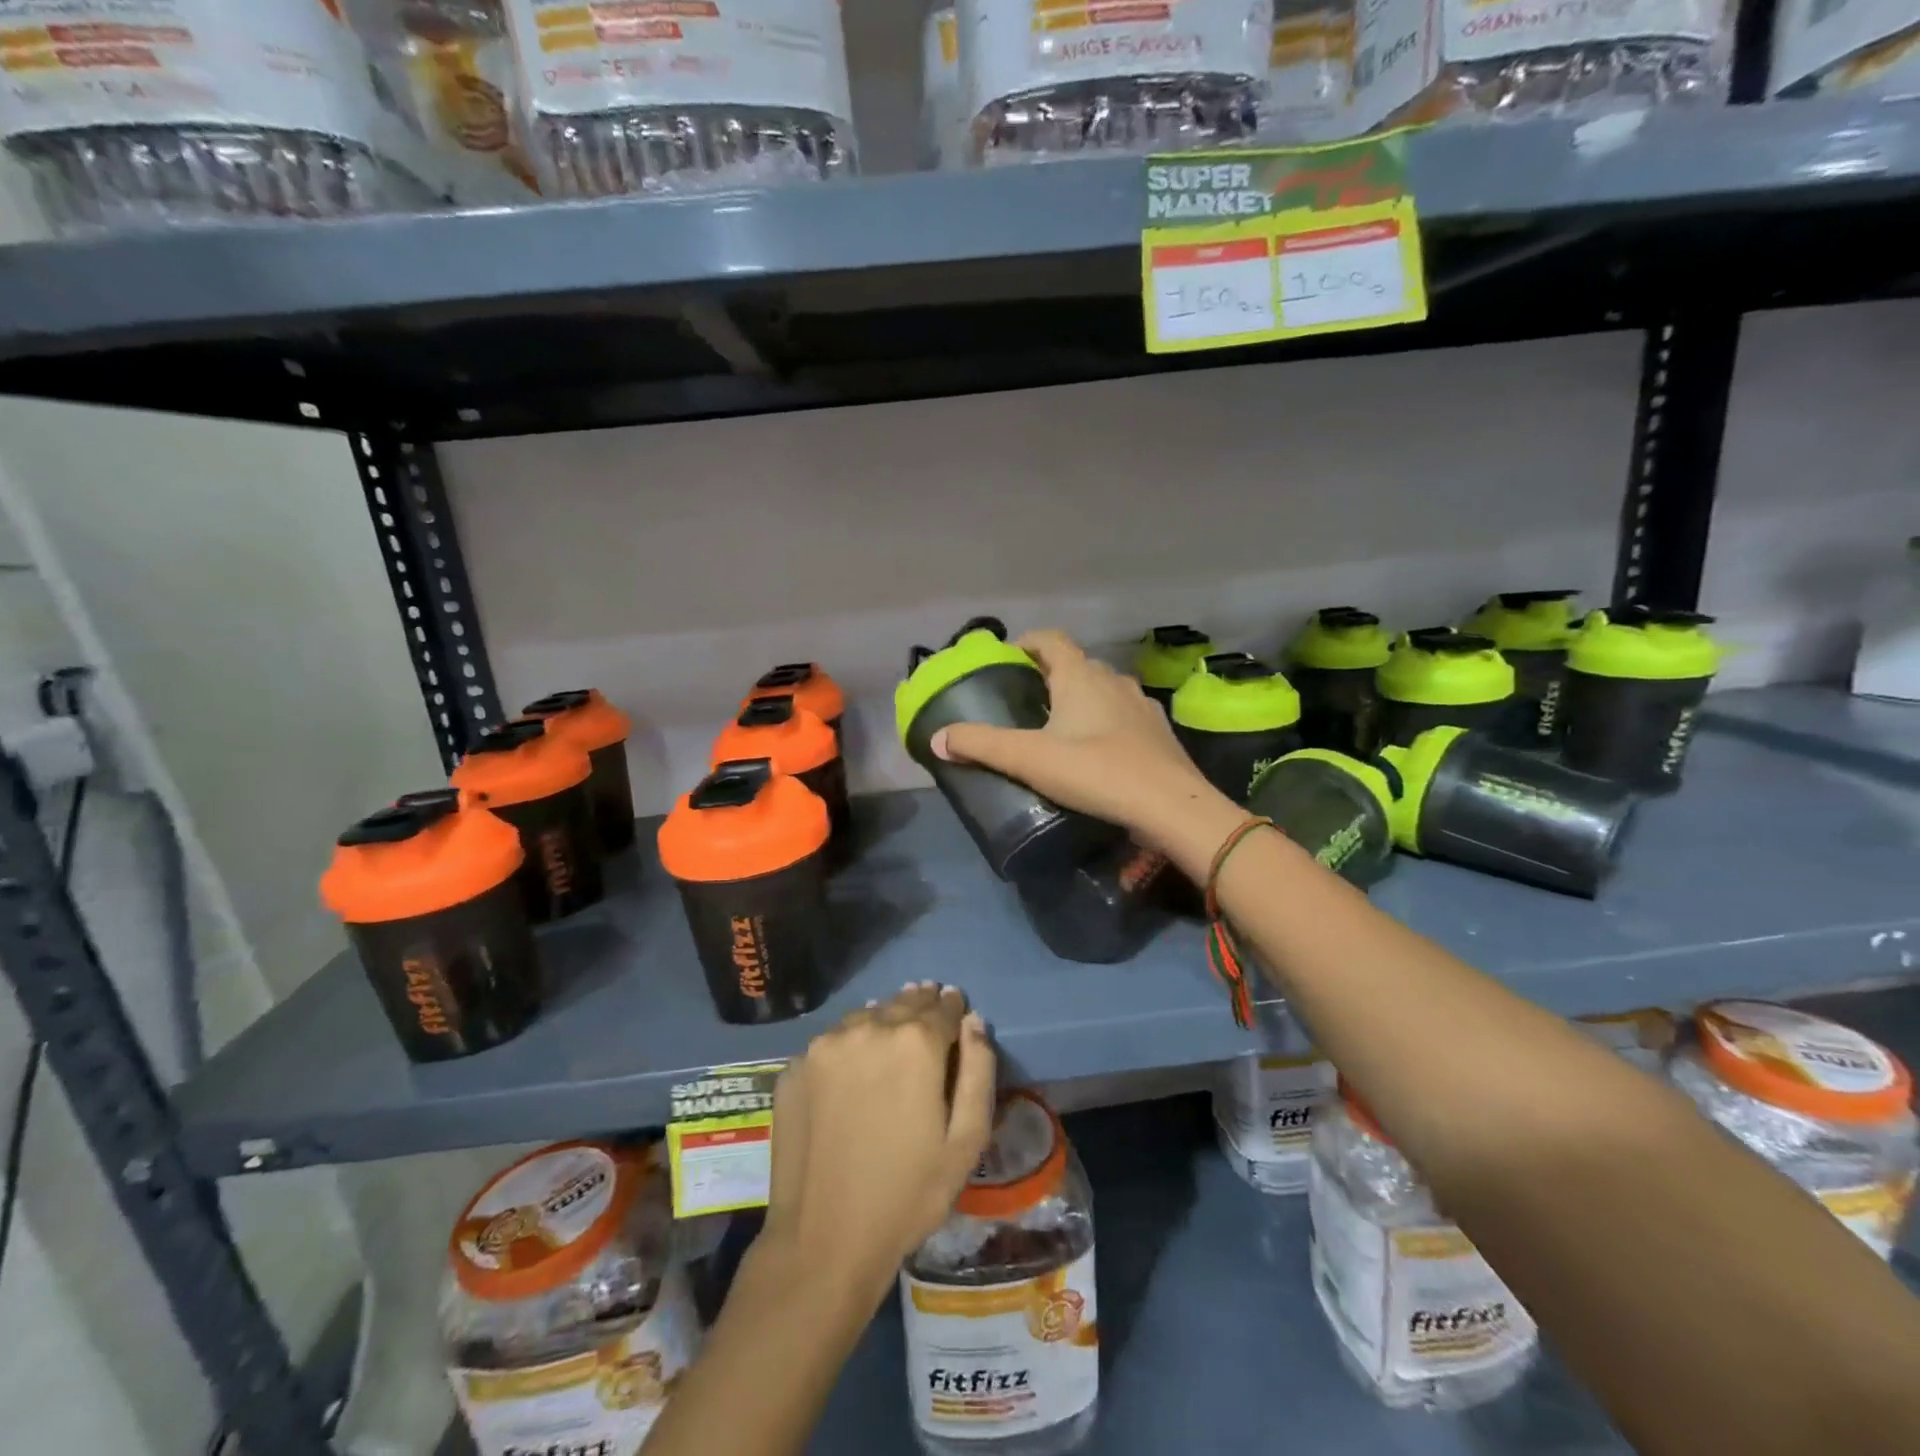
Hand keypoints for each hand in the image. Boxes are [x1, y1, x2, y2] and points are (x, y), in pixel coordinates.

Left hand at [762, 983, 995, 1296]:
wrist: (822, 1241)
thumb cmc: (907, 1195)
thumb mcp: (965, 1142)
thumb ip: (978, 1071)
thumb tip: (974, 1021)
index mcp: (915, 1043)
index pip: (943, 1006)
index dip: (953, 1008)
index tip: (956, 1009)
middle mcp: (868, 1028)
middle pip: (902, 1003)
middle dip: (919, 1005)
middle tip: (928, 1009)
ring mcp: (824, 1045)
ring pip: (864, 1017)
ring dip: (882, 1019)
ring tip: (891, 1034)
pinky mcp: (793, 1067)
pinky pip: (831, 1043)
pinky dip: (848, 1045)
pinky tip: (852, 1068)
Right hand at [931, 629, 1241, 867]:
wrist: (1170, 807)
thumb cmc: (1095, 771)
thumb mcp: (1029, 759)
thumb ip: (981, 745)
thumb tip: (937, 739)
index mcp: (1080, 675)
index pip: (1050, 640)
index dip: (1026, 643)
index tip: (1007, 660)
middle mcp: (1112, 679)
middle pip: (1075, 664)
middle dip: (1048, 676)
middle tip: (1024, 701)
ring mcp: (1140, 704)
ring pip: (1101, 689)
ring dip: (1079, 699)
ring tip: (1057, 728)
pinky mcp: (1158, 731)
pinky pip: (1122, 715)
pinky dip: (1104, 722)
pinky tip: (1096, 751)